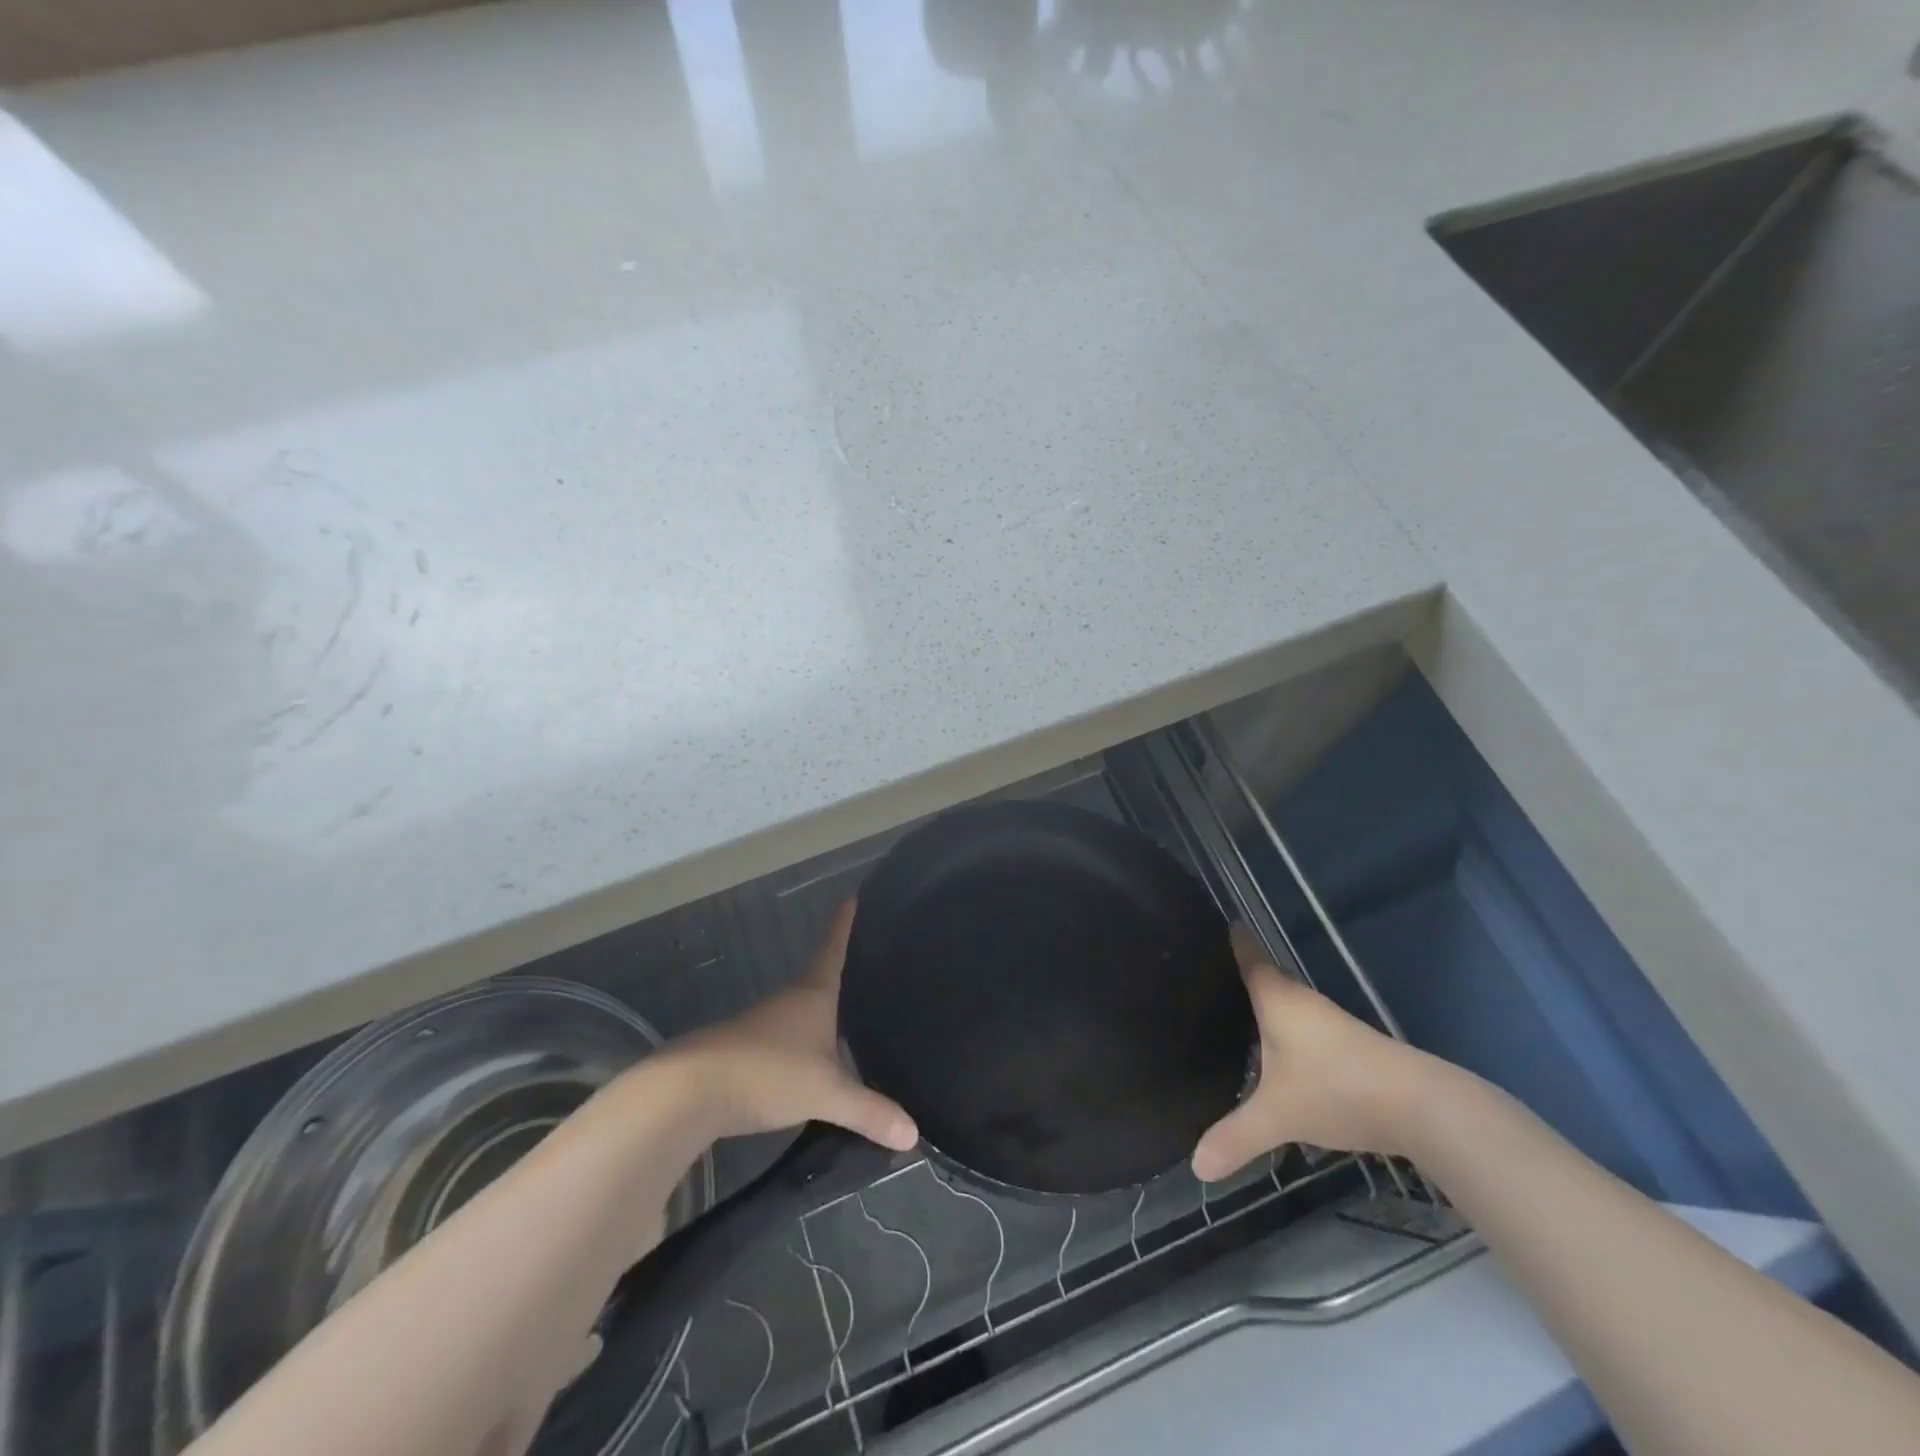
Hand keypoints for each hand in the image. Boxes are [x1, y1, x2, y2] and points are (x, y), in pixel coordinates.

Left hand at [677, 899, 918, 1150]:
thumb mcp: (826, 1092)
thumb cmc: (767, 1072)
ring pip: (802, 1015)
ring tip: (848, 1022)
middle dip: (839, 974)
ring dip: (821, 1017)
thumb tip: (915, 1134)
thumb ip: (870, 1112)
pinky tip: (812, 1067)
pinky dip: (803, 1049)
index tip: (852, 896)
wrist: (690, 1092)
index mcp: (812, 994)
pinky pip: (786, 1043)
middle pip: (819, 979)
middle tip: (868, 967)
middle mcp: (788, 1002)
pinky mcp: (745, 1053)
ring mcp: (763, 1027)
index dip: (844, 924)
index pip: (833, 948)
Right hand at [1191, 926, 1437, 1180]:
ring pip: (1284, 1005)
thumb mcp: (1277, 1116)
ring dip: (1261, 1007)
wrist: (1421, 1106)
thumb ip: (1235, 1138)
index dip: (1233, 938)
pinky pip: (1301, 1027)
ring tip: (1228, 1015)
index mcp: (1277, 998)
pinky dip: (1281, 1031)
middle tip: (1201, 978)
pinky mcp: (1347, 1046)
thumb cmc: (1336, 1088)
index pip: (1248, 956)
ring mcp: (1328, 1022)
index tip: (1218, 921)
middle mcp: (1301, 1000)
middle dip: (1237, 976)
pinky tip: (1272, 1054)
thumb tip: (1195, 1167)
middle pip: (1264, 978)